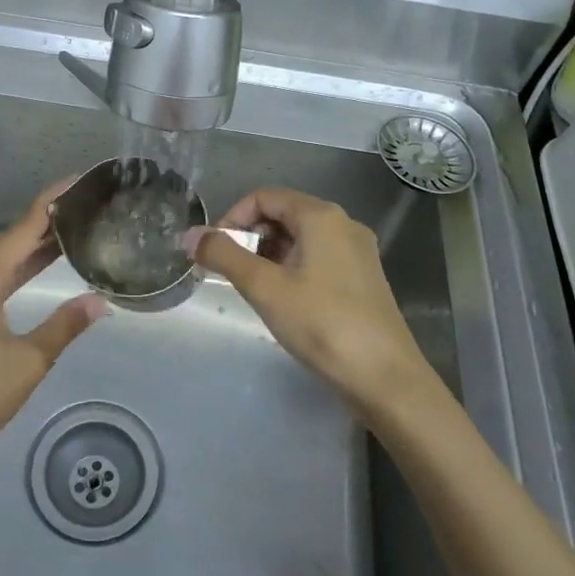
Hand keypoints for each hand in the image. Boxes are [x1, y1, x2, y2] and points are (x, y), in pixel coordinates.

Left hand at [0, 179, 105, 483]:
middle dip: (44, 224)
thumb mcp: (28, 362)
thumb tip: (99, 301)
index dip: (50, 203)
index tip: (76, 180)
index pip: (21, 231)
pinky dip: (15, 272)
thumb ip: (64, 326)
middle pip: (7, 243)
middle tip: (84, 206)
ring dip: (30, 250)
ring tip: (70, 232)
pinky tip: (36, 271)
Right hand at [190, 188, 442, 423]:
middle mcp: (343, 224)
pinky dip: (291, 269)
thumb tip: (189, 235)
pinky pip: (317, 258)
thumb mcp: (264, 287)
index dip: (232, 218)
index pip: (264, 197)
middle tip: (229, 273)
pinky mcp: (363, 278)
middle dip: (249, 237)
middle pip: (283, 214)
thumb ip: (224, 256)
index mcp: (321, 216)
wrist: (385, 377)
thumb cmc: (322, 324)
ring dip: (269, 255)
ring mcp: (357, 252)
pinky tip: (283, 301)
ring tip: (253, 289)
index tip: (213, 252)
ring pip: (300, 238)